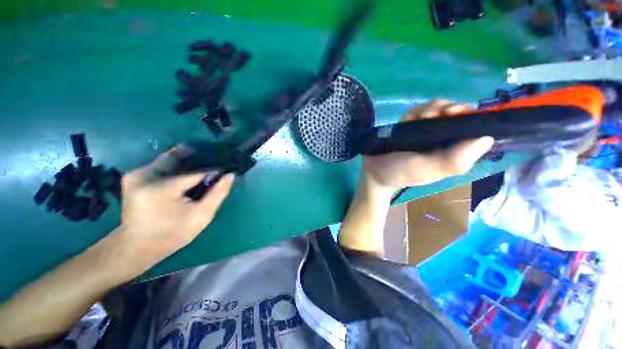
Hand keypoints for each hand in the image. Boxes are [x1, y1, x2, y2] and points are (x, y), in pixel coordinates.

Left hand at [116, 147, 234, 267]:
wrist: (137, 246)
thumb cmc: (172, 234)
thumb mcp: (201, 216)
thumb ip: (218, 194)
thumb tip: (230, 175)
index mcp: (160, 187)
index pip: (195, 172)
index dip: (212, 172)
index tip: (223, 173)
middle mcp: (144, 175)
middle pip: (180, 160)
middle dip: (197, 162)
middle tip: (211, 168)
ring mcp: (136, 174)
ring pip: (169, 161)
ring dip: (186, 165)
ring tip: (198, 173)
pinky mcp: (133, 177)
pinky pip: (160, 166)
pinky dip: (175, 169)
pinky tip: (183, 178)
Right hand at [362, 100, 493, 192]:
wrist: (375, 171)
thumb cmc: (401, 172)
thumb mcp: (429, 170)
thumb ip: (455, 159)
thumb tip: (487, 138)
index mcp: (453, 150)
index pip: (472, 127)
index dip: (468, 115)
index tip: (454, 113)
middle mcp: (443, 139)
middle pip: (455, 112)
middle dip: (445, 108)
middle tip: (431, 115)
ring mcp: (426, 131)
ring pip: (437, 109)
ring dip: (429, 109)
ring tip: (415, 119)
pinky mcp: (411, 127)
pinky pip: (419, 111)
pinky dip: (415, 111)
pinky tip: (407, 119)